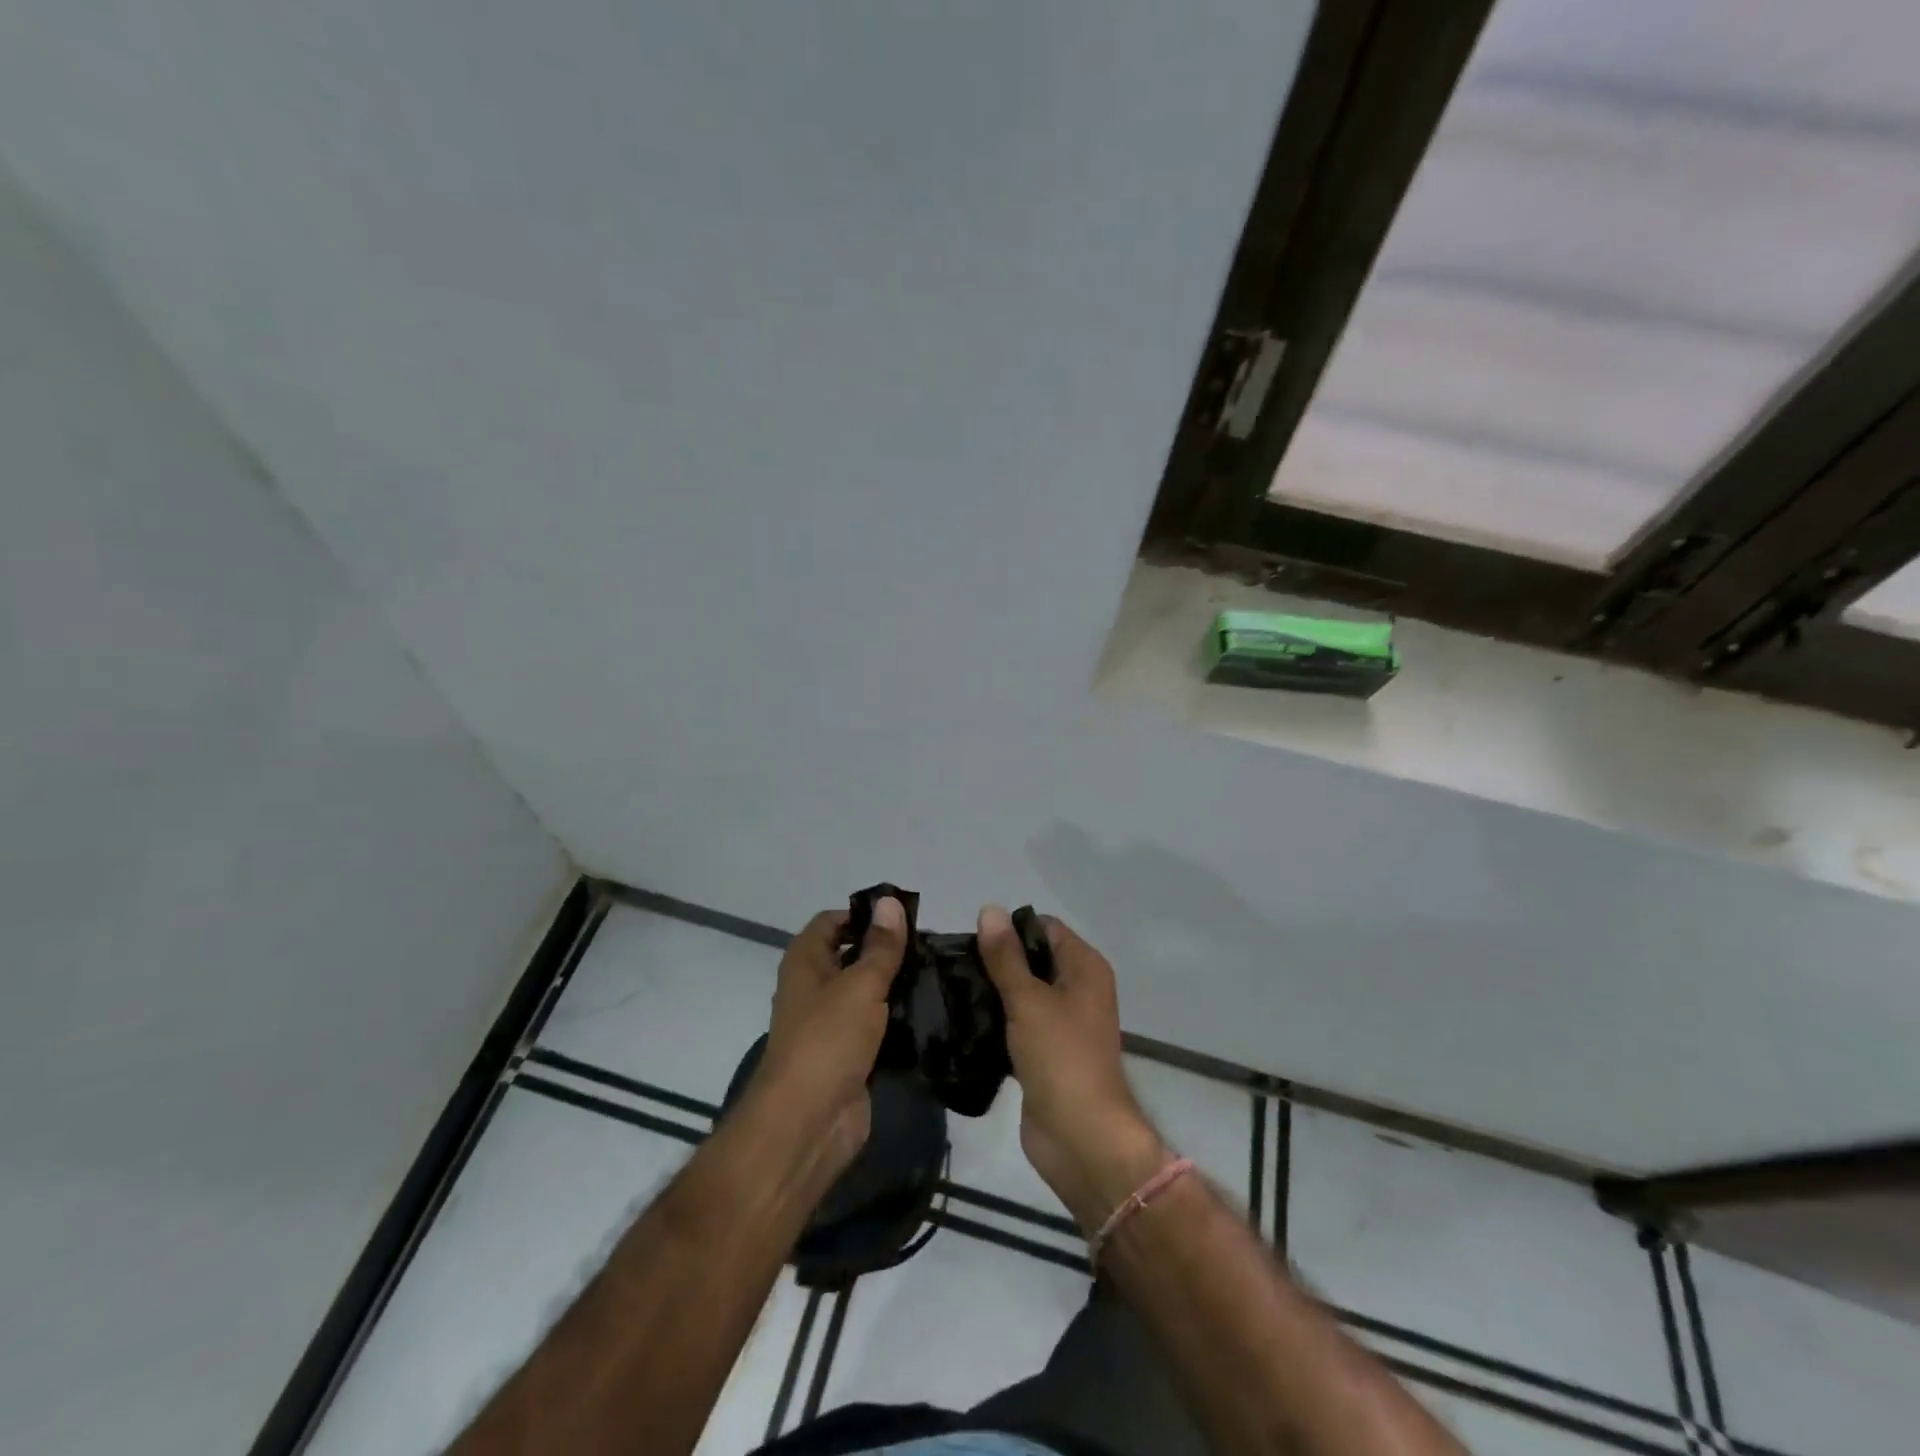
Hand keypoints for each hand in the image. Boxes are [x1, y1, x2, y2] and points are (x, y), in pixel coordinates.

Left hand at [753, 897, 906, 1174]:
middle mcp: (815, 988)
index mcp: (805, 962)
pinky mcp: (850, 1055)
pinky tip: (933, 1012)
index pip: (833, 921)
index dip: (865, 915)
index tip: (906, 917)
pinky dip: (899, 1019)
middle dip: (888, 950)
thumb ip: (881, 946)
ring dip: (897, 985)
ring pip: (868, 992)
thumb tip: (890, 901)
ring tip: (940, 973)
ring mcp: (832, 1024)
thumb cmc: (827, 1040)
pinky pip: (877, 1026)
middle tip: (933, 945)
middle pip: (853, 955)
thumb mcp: (860, 984)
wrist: (808, 1124)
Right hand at [977, 907, 1168, 1232]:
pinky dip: (996, 1023)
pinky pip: (1017, 1025)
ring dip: (993, 993)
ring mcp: (1063, 1024)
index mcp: (1084, 967)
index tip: (971, 940)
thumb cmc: (1061, 1057)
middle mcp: (1078, 989)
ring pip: (1022, 994)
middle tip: (953, 966)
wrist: (1080, 1138)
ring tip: (951, 990)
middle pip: (1033, 960)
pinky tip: (963, 1022)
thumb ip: (1005, 957)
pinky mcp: (1045, 1054)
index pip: (1044, 928)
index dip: (1010, 929)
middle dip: (997, 961)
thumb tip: (990, 909)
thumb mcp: (1028, 1000)